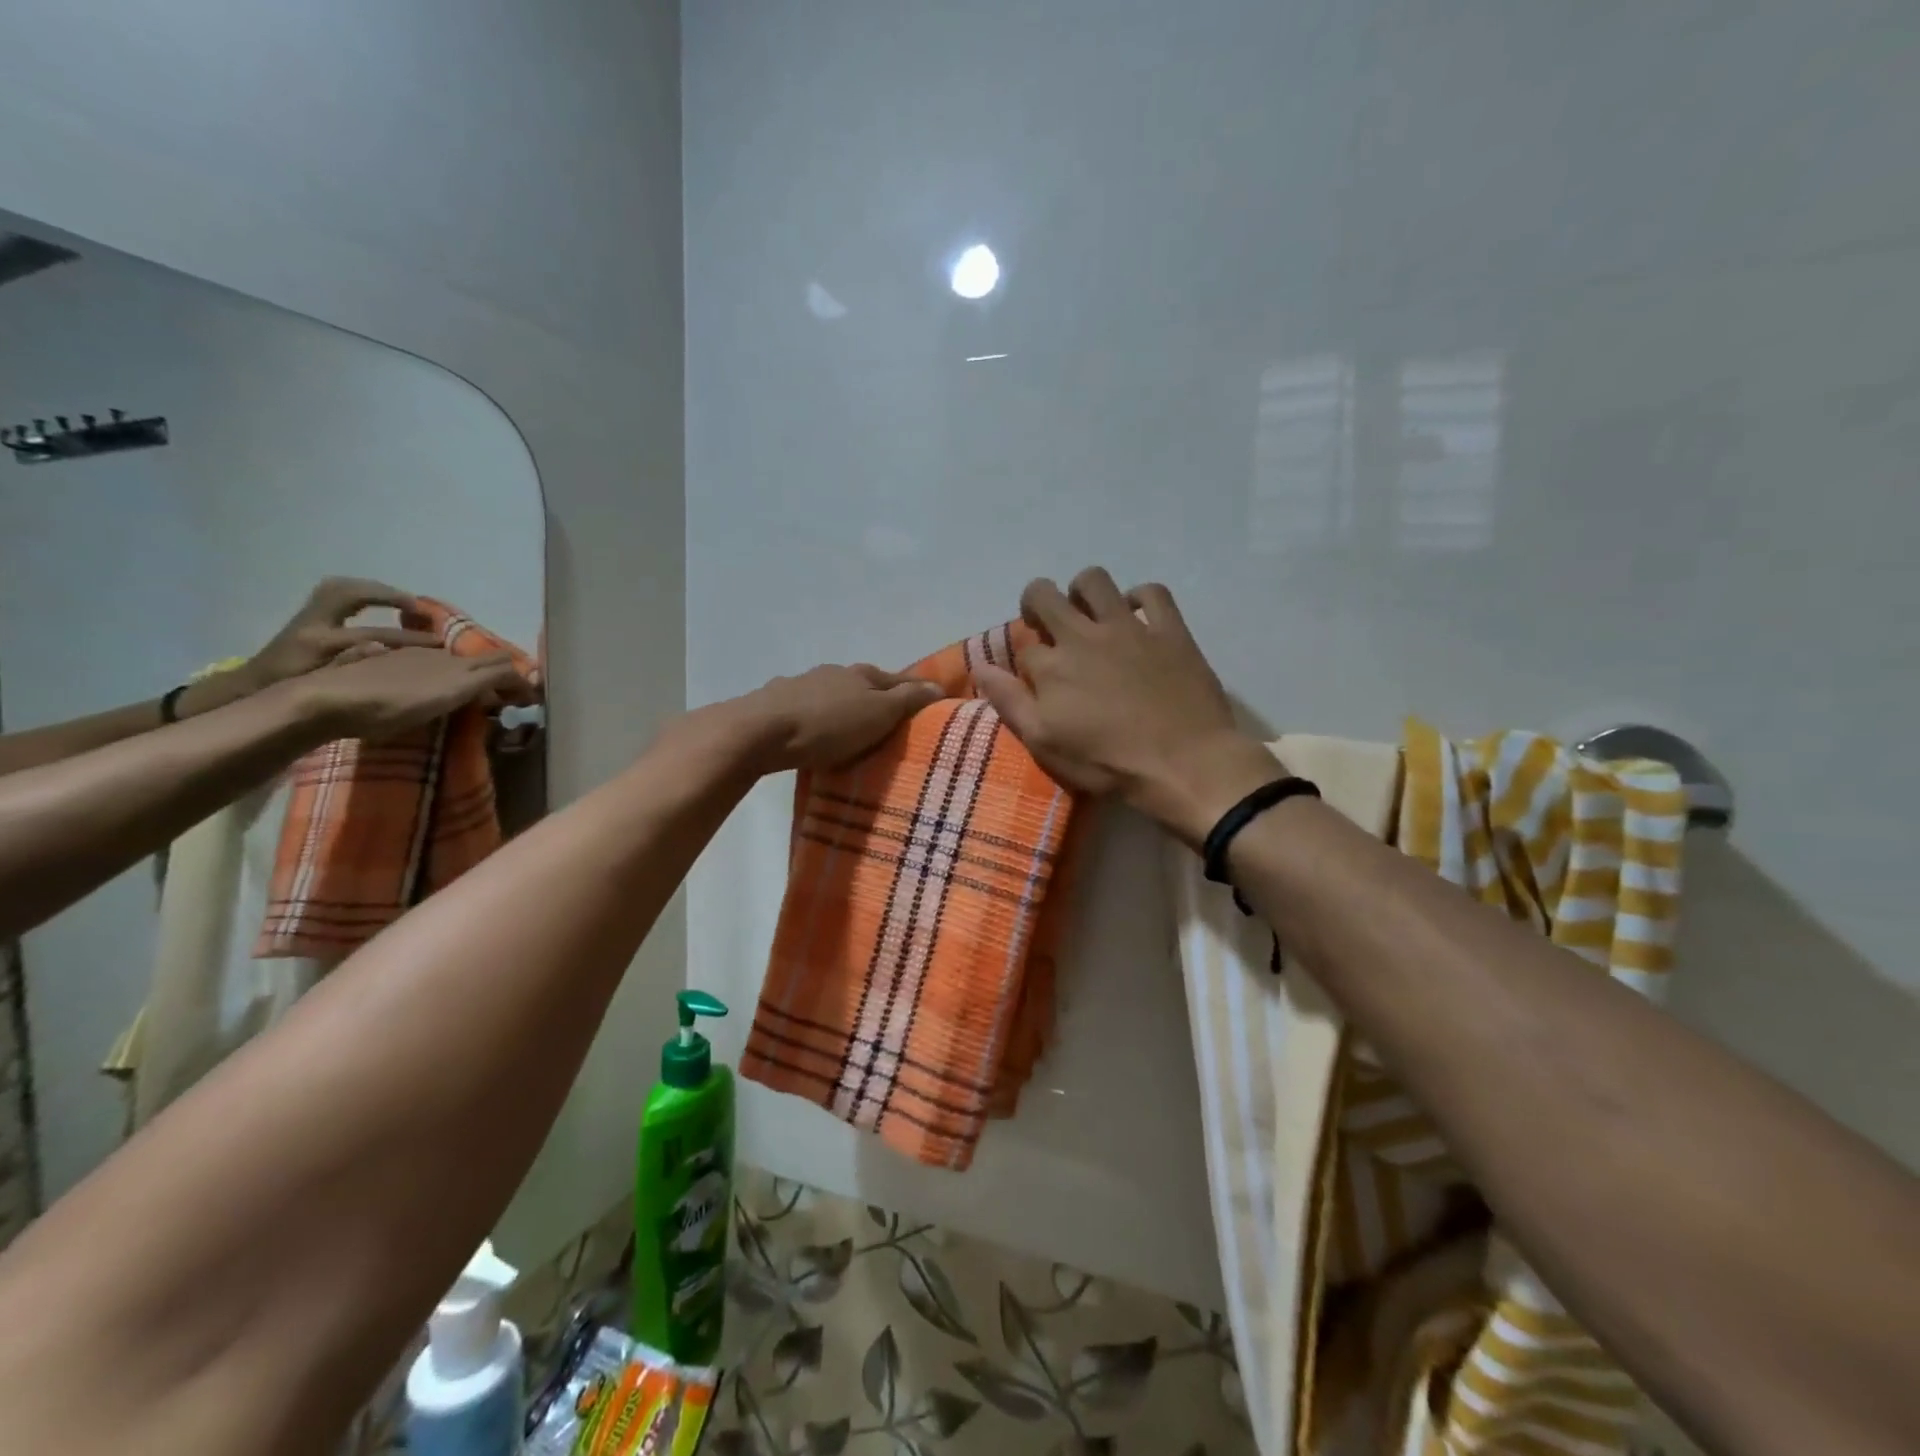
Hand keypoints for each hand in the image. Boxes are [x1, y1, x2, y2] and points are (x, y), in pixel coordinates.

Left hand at [187, 578, 441, 714]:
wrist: (253, 690)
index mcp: (320, 643)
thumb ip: (356, 669)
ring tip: (405, 603)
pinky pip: (338, 592)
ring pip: (344, 587)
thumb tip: (390, 656)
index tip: (438, 643)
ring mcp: (308, 615)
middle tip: (420, 609)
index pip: (374, 633)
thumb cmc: (294, 696)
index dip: (409, 638)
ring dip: (377, 590)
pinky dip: (363, 593)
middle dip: (390, 595)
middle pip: (353, 593)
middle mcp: (313, 622)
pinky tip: (380, 603)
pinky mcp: (308, 615)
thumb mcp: (327, 689)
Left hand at [292, 647, 534, 741]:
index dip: (520, 680)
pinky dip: (446, 683)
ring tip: (477, 699)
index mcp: (454, 662)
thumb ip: (487, 681)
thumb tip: (521, 675)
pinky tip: (435, 695)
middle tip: (509, 699)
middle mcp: (436, 656)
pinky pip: (429, 672)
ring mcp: (409, 661)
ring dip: (473, 680)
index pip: (501, 665)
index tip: (531, 699)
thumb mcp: (447, 694)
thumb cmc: (390, 703)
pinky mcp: (384, 670)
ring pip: (454, 665)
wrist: (324, 703)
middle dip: (500, 677)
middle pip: (480, 662)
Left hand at [734, 664, 943, 773]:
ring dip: (844, 708)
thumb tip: (938, 686)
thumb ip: (907, 700)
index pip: (899, 679)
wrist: (760, 731)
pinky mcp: (776, 704)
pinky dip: (817, 719)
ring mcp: (801, 685)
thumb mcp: (878, 713)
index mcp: (862, 674)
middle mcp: (833, 673)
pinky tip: (814, 733)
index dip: (916, 691)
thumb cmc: (827, 725)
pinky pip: (807, 709)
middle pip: (864, 685)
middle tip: (891, 723)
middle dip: (878, 699)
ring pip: (833, 695)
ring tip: (852, 732)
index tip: (930, 705)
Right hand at [974, 567, 1276, 844]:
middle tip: (1048, 627)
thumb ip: (1010, 702)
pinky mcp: (1168, 629)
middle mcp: (1083, 635)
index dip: (1027, 665)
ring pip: (1093, 580)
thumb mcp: (1046, 744)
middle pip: (1043, 595)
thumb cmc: (1109, 763)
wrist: (1185, 764)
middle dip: (1036, 605)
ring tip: (1088, 615)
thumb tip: (980, 667)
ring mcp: (1128, 627)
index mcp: (1051, 666)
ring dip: (1082, 591)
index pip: (1023, 649)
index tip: (1038, 684)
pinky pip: (1152, 592)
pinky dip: (1140, 598)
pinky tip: (1137, 617)